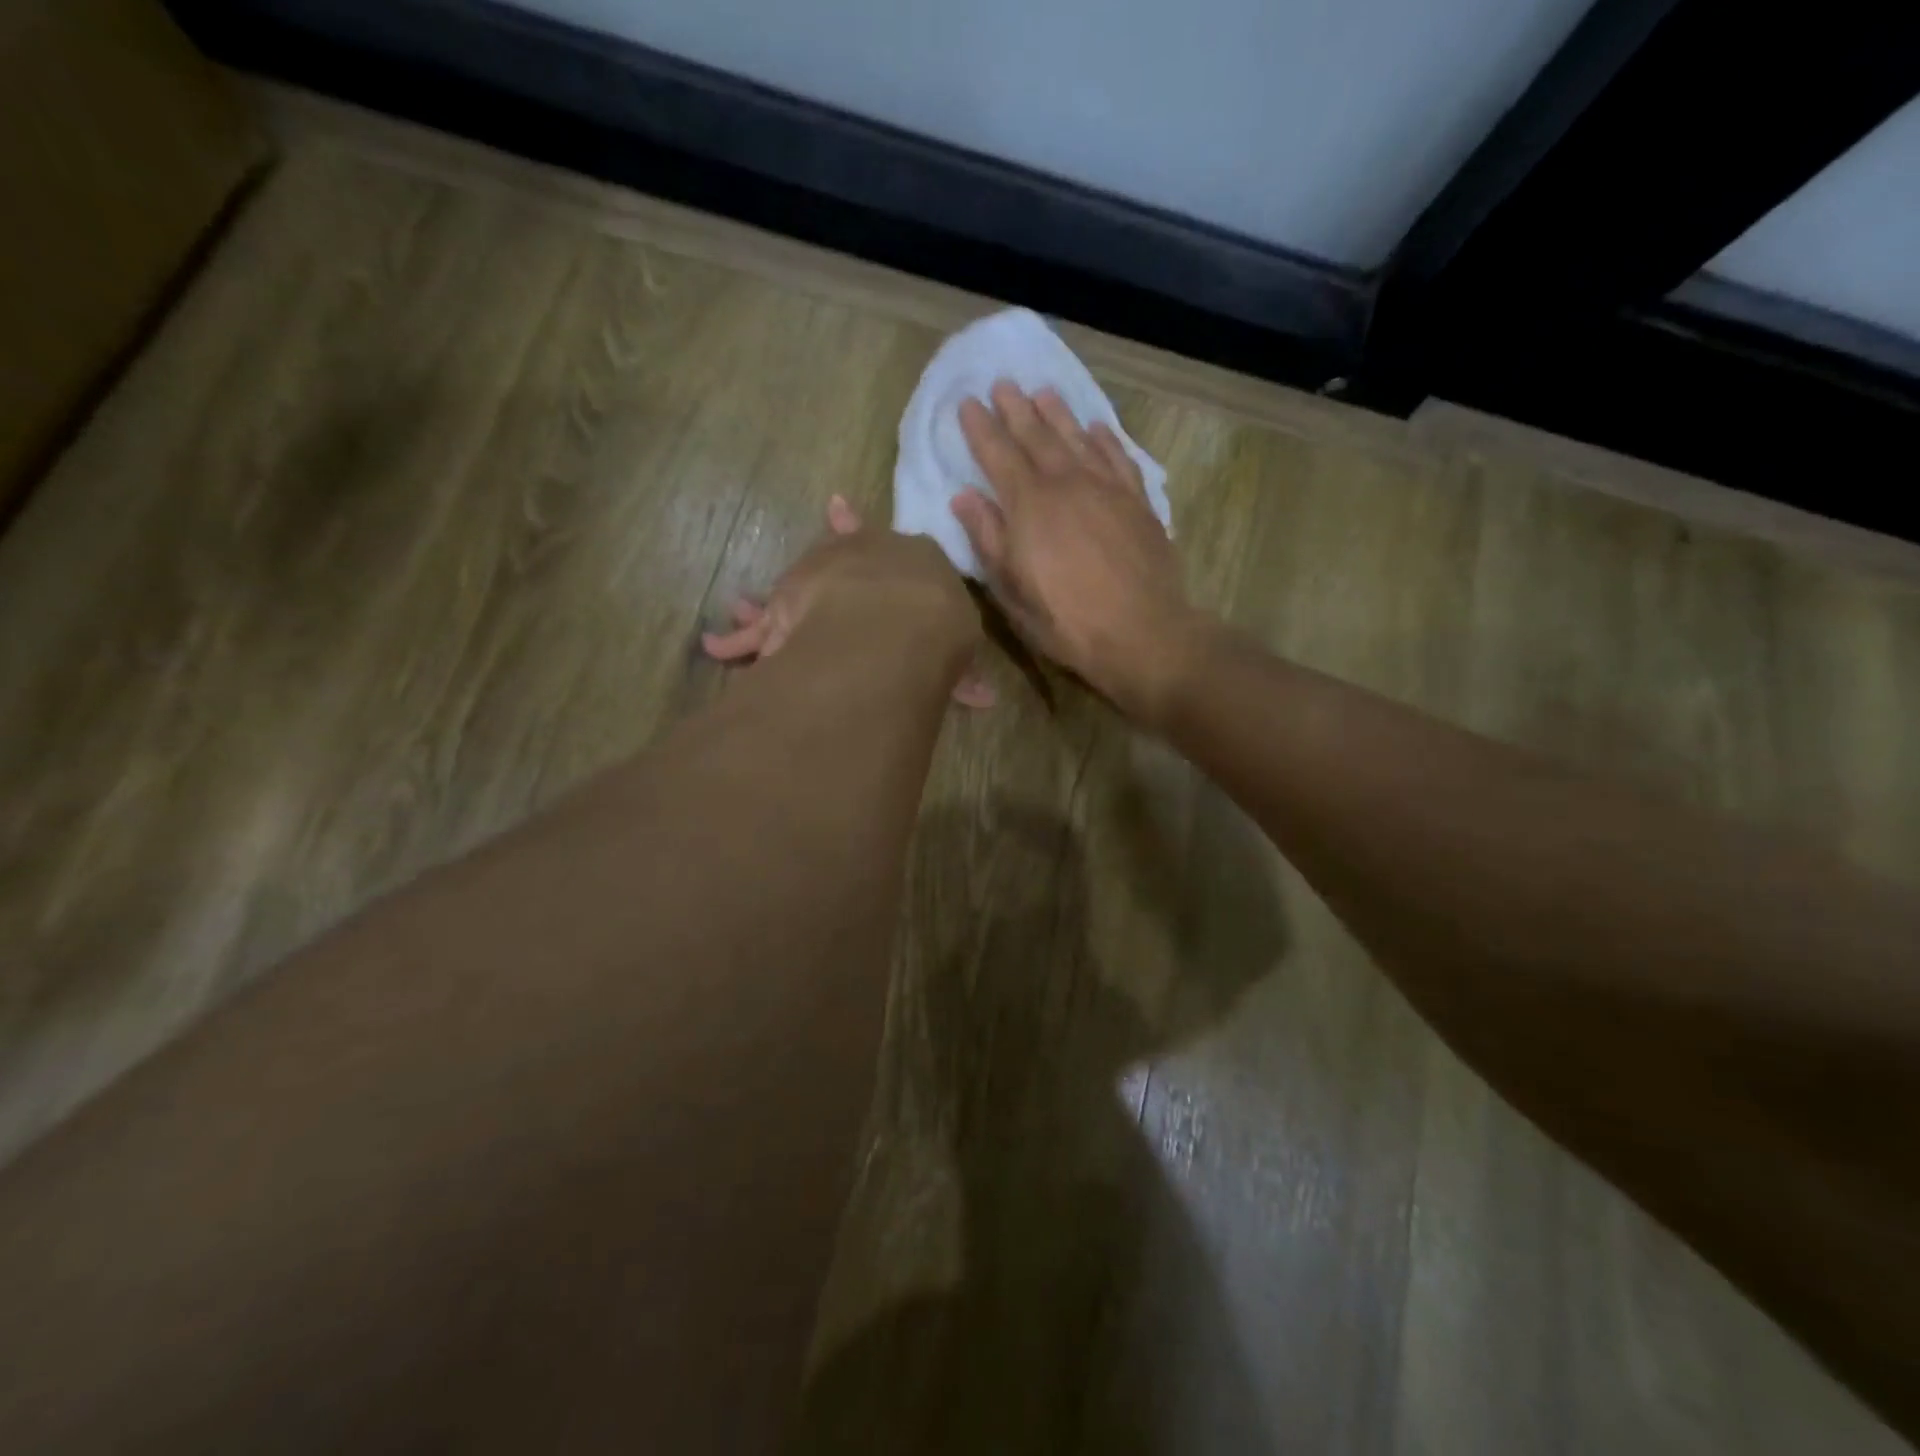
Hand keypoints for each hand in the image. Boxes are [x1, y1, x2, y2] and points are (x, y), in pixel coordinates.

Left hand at [705, 495, 995, 707]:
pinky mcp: (782, 618)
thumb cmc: (935, 622)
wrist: (893, 621)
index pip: (886, 547)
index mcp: (902, 562)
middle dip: (834, 545)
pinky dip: (736, 641)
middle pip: (837, 555)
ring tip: (742, 604)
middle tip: (826, 519)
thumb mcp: (958, 644)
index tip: (845, 511)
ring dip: (771, 602)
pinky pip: (754, 633)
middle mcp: (853, 561)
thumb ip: (962, 672)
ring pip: (791, 591)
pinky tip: (715, 644)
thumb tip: (983, 698)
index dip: (867, 534)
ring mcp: (813, 585)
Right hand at [953, 382, 1203, 720]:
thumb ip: (988, 539)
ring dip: (1058, 413)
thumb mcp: (1012, 591)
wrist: (1142, 632)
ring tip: (1043, 392)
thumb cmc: (1066, 621)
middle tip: (1002, 383)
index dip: (980, 428)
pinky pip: (1118, 457)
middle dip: (1015, 409)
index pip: (997, 454)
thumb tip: (964, 498)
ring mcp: (1107, 488)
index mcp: (1028, 505)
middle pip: (1036, 435)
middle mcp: (1066, 483)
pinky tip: (1096, 428)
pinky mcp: (1138, 500)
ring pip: (1077, 438)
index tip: (967, 402)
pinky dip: (1105, 438)